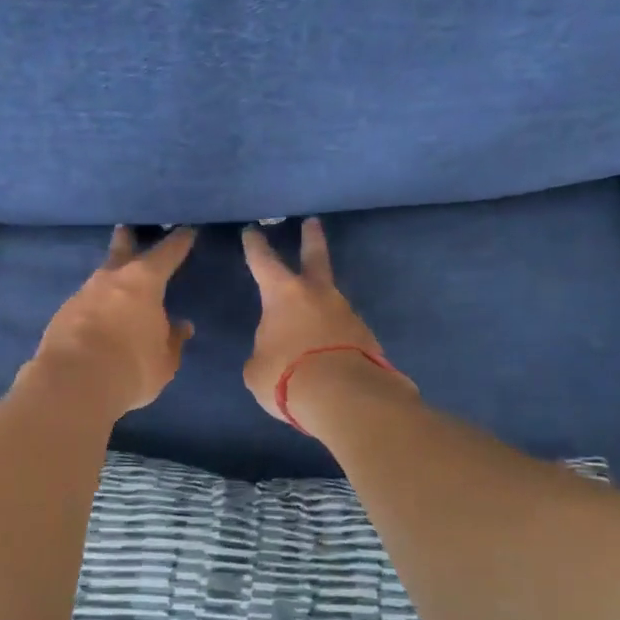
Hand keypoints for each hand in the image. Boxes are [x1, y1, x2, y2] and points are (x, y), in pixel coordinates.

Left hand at [21, 226, 197, 418]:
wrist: (73, 383)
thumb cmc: (131, 367)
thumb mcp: (164, 360)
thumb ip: (172, 340)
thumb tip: (181, 326)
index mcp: (144, 281)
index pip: (167, 254)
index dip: (179, 242)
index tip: (187, 230)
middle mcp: (111, 279)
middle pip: (121, 250)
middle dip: (127, 240)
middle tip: (127, 229)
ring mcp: (82, 294)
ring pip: (100, 278)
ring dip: (109, 279)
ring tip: (116, 286)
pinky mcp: (61, 315)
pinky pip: (85, 304)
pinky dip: (94, 307)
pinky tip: (97, 318)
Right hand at [241, 217, 415, 426]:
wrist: (345, 397)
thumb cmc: (287, 375)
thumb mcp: (258, 368)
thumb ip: (264, 352)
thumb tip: (275, 351)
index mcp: (283, 294)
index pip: (263, 261)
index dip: (255, 245)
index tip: (252, 230)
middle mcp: (318, 295)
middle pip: (315, 257)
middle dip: (311, 239)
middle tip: (313, 222)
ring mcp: (347, 314)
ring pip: (331, 300)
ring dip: (322, 303)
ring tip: (312, 320)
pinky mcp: (367, 337)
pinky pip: (344, 332)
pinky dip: (335, 337)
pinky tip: (328, 353)